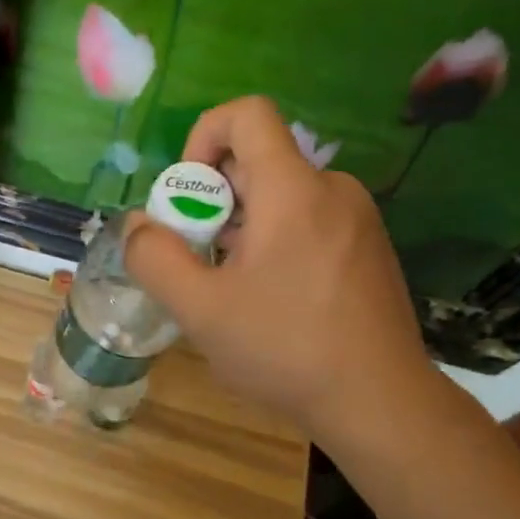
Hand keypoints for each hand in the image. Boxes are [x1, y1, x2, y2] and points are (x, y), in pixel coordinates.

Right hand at [124, 96, 443, 454]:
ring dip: (240, 225)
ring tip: (228, 285)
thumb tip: (138, 225)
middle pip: (258, 160)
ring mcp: (357, 220)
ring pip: (280, 196)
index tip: (187, 196)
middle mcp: (331, 190)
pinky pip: (307, 220)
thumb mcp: (200, 309)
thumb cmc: (286, 348)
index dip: (202, 138)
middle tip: (196, 256)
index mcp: (293, 189)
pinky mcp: (367, 249)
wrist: (381, 403)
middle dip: (212, 197)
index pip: (247, 114)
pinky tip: (268, 299)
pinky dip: (273, 240)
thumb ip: (155, 258)